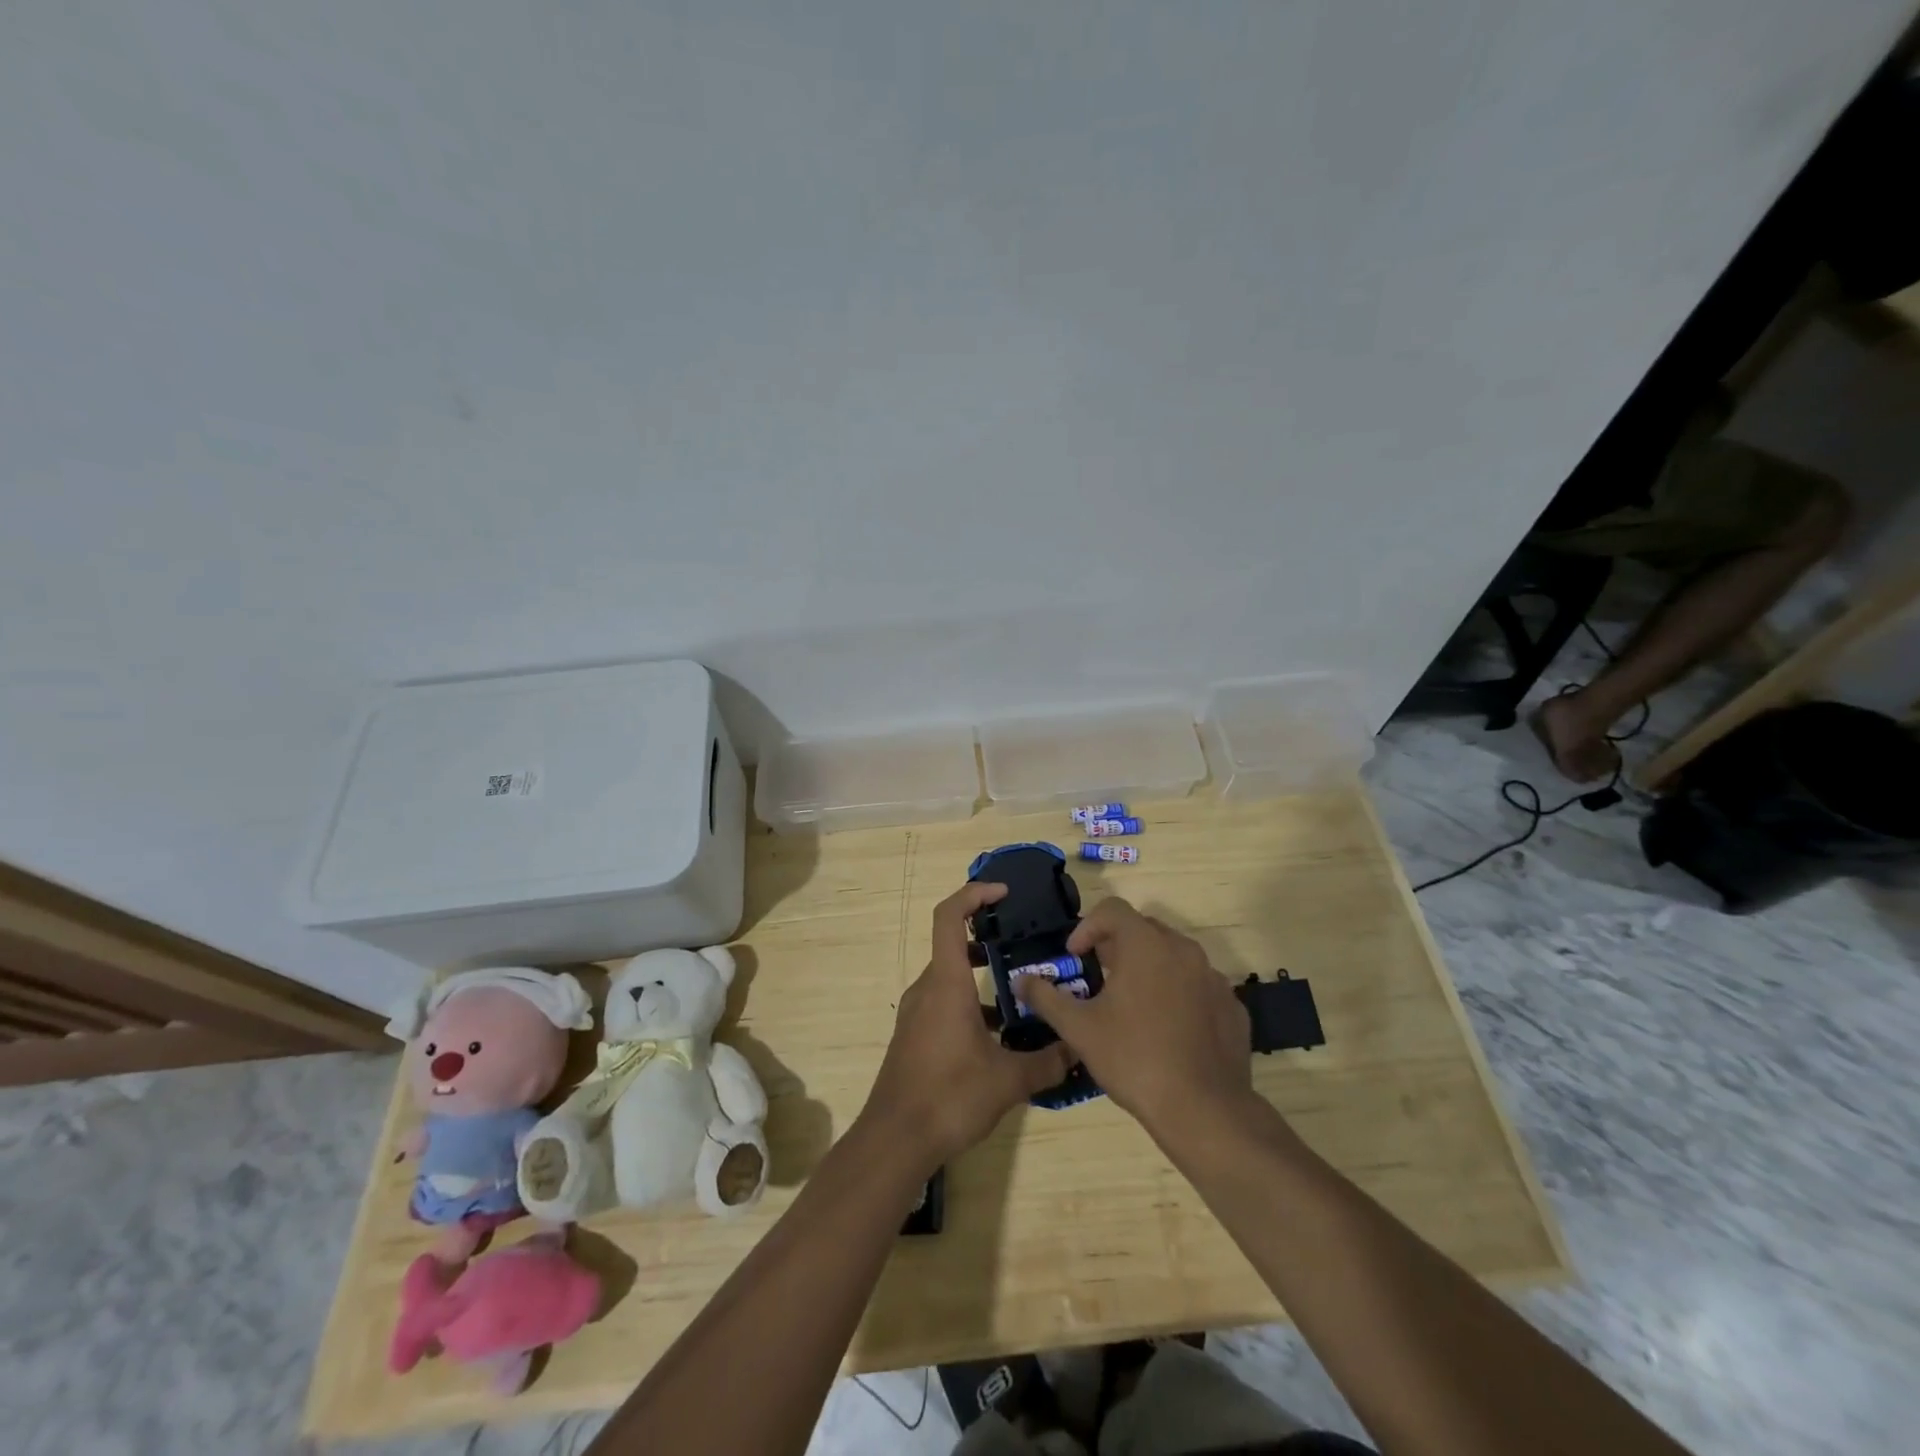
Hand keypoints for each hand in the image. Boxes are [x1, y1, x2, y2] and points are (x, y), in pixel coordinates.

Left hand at [862, 882, 1073, 1168]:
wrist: (895, 1140)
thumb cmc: (949, 1096)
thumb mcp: (1008, 1080)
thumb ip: (1047, 1062)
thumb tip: (1079, 1051)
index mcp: (946, 983)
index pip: (949, 916)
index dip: (974, 894)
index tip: (1004, 893)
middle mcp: (928, 988)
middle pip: (953, 945)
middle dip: (988, 938)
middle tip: (1025, 945)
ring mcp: (917, 1013)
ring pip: (951, 977)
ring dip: (982, 976)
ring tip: (1022, 992)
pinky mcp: (915, 1036)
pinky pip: (945, 1003)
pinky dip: (971, 1004)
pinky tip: (1000, 1035)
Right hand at [1016, 897, 1253, 1139]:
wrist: (1203, 1110)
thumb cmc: (1133, 1059)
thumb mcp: (1079, 1029)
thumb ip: (1046, 998)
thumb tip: (1021, 980)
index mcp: (1146, 945)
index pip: (1113, 910)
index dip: (1088, 927)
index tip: (1075, 956)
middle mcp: (1184, 950)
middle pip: (1144, 929)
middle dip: (1118, 945)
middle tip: (1100, 977)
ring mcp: (1214, 978)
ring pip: (1174, 956)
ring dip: (1149, 967)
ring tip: (1133, 1003)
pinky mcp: (1233, 1006)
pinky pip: (1199, 985)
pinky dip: (1179, 993)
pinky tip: (1167, 1028)